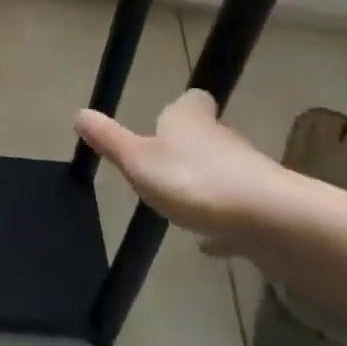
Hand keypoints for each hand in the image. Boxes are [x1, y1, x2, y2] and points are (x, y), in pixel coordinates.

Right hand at [74, 91, 295, 255]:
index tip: (171, 117)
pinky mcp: (265, 210)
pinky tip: (211, 245)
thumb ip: (109, 139)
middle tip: (169, 164)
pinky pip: (238, 213)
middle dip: (192, 146)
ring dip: (208, 184)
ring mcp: (248, 174)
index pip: (192, 101)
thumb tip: (78, 113)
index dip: (183, 107)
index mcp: (191, 121)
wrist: (268, 221)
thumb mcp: (138, 160)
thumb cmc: (193, 180)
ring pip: (225, 172)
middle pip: (209, 134)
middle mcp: (222, 139)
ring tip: (184, 204)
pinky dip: (224, 224)